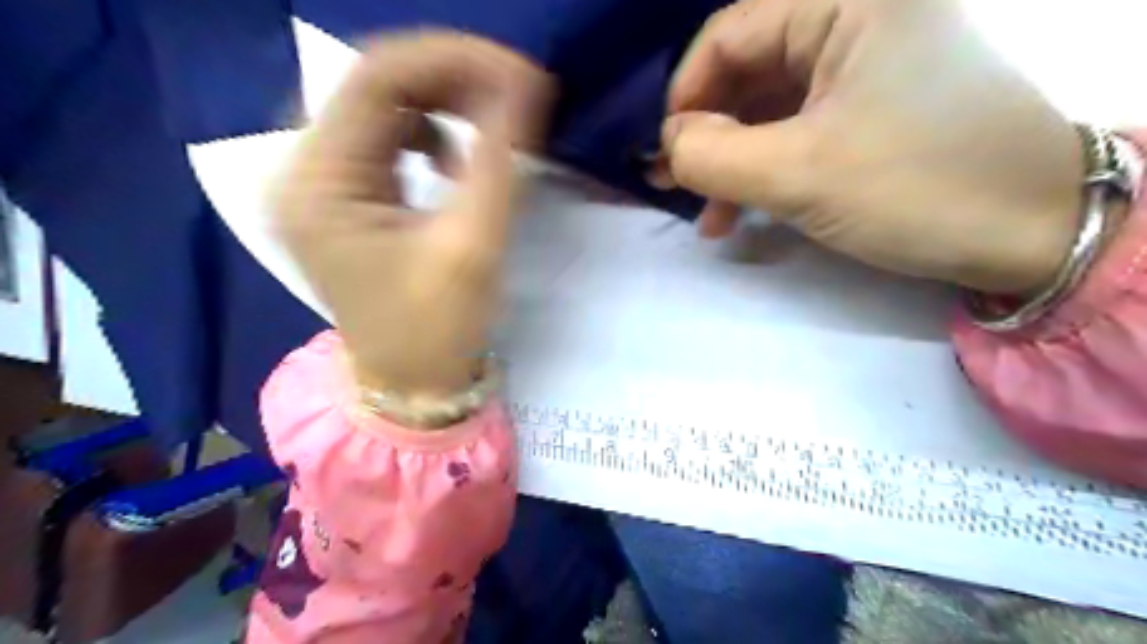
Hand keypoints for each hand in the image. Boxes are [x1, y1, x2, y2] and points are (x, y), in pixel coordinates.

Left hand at [272, 33, 551, 400]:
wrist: (412, 386)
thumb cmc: (438, 331)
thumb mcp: (473, 245)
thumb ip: (498, 159)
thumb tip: (523, 86)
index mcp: (319, 186)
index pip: (376, 80)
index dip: (453, 61)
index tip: (519, 74)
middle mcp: (304, 173)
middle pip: (373, 85)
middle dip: (451, 79)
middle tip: (513, 95)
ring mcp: (320, 185)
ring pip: (380, 106)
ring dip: (441, 104)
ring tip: (486, 132)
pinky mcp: (344, 198)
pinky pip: (383, 138)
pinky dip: (427, 133)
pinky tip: (451, 162)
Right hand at [665, 0, 1086, 294]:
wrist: (1032, 231)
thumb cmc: (916, 188)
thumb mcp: (799, 174)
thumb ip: (713, 155)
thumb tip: (670, 145)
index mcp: (844, 3)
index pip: (728, 34)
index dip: (685, 96)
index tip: (667, 156)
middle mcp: (853, 20)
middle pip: (746, 72)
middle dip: (706, 134)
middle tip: (676, 187)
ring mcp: (863, 67)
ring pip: (766, 107)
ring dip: (730, 161)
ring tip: (707, 216)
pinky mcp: (869, 109)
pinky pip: (795, 129)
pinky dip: (763, 168)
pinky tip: (741, 212)